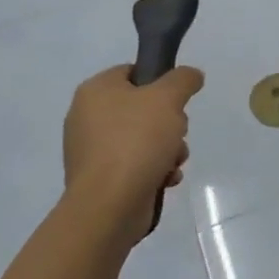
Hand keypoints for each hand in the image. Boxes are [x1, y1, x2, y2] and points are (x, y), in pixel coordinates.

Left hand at [62, 64, 203, 247]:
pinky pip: (134, 165)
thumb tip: (191, 76)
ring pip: (143, 138)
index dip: (160, 81)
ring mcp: (92, 151)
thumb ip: (183, 79)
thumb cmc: (136, 141)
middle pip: (142, 108)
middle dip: (169, 122)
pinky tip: (166, 179)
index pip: (133, 72)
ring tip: (174, 161)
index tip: (177, 99)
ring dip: (167, 148)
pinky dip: (154, 169)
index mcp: (95, 91)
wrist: (109, 206)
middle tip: (177, 131)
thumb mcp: (168, 98)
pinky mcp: (100, 179)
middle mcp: (87, 117)